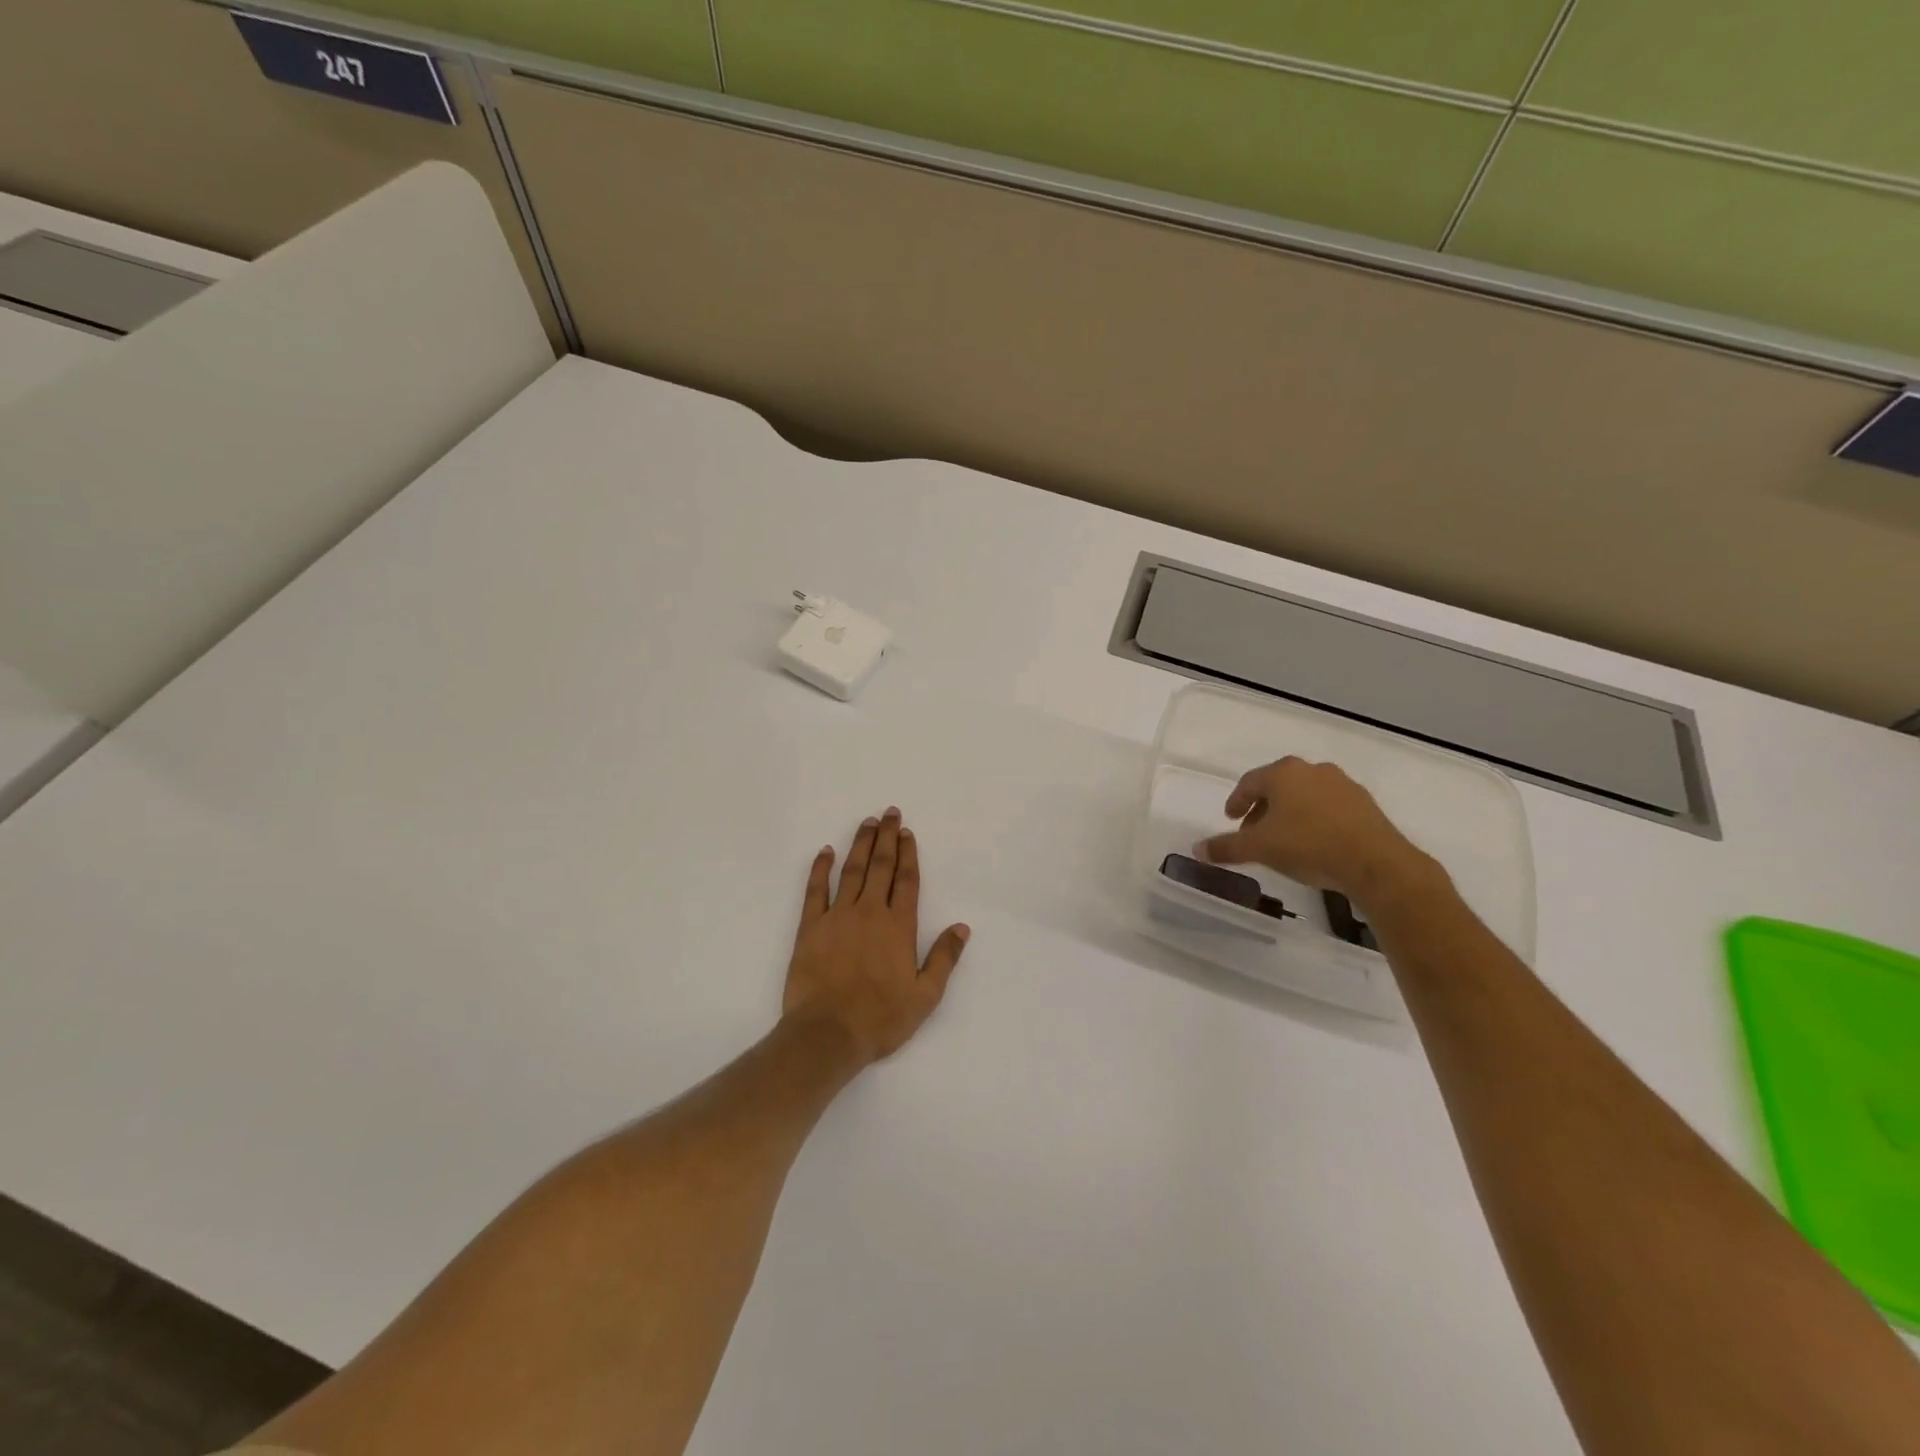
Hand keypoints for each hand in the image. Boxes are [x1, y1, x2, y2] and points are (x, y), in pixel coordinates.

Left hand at [783, 808, 970, 1066]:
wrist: (827, 1034)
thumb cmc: (881, 1018)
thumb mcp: (925, 996)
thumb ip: (944, 958)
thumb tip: (962, 927)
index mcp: (899, 927)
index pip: (906, 880)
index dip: (908, 854)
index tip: (907, 833)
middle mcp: (870, 912)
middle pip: (880, 866)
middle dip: (887, 838)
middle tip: (889, 813)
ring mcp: (837, 916)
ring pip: (851, 870)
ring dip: (860, 844)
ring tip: (867, 823)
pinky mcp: (810, 927)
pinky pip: (815, 889)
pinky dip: (820, 868)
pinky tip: (825, 851)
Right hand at [1194, 757, 1437, 908]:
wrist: (1375, 863)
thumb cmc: (1308, 845)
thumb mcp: (1259, 848)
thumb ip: (1226, 847)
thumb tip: (1197, 849)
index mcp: (1284, 773)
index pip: (1250, 782)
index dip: (1236, 801)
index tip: (1231, 818)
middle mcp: (1313, 770)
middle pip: (1278, 786)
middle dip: (1263, 808)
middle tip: (1254, 831)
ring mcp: (1343, 785)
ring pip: (1305, 796)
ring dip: (1290, 813)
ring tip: (1284, 839)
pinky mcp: (1365, 804)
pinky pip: (1330, 808)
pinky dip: (1315, 820)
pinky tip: (1315, 843)